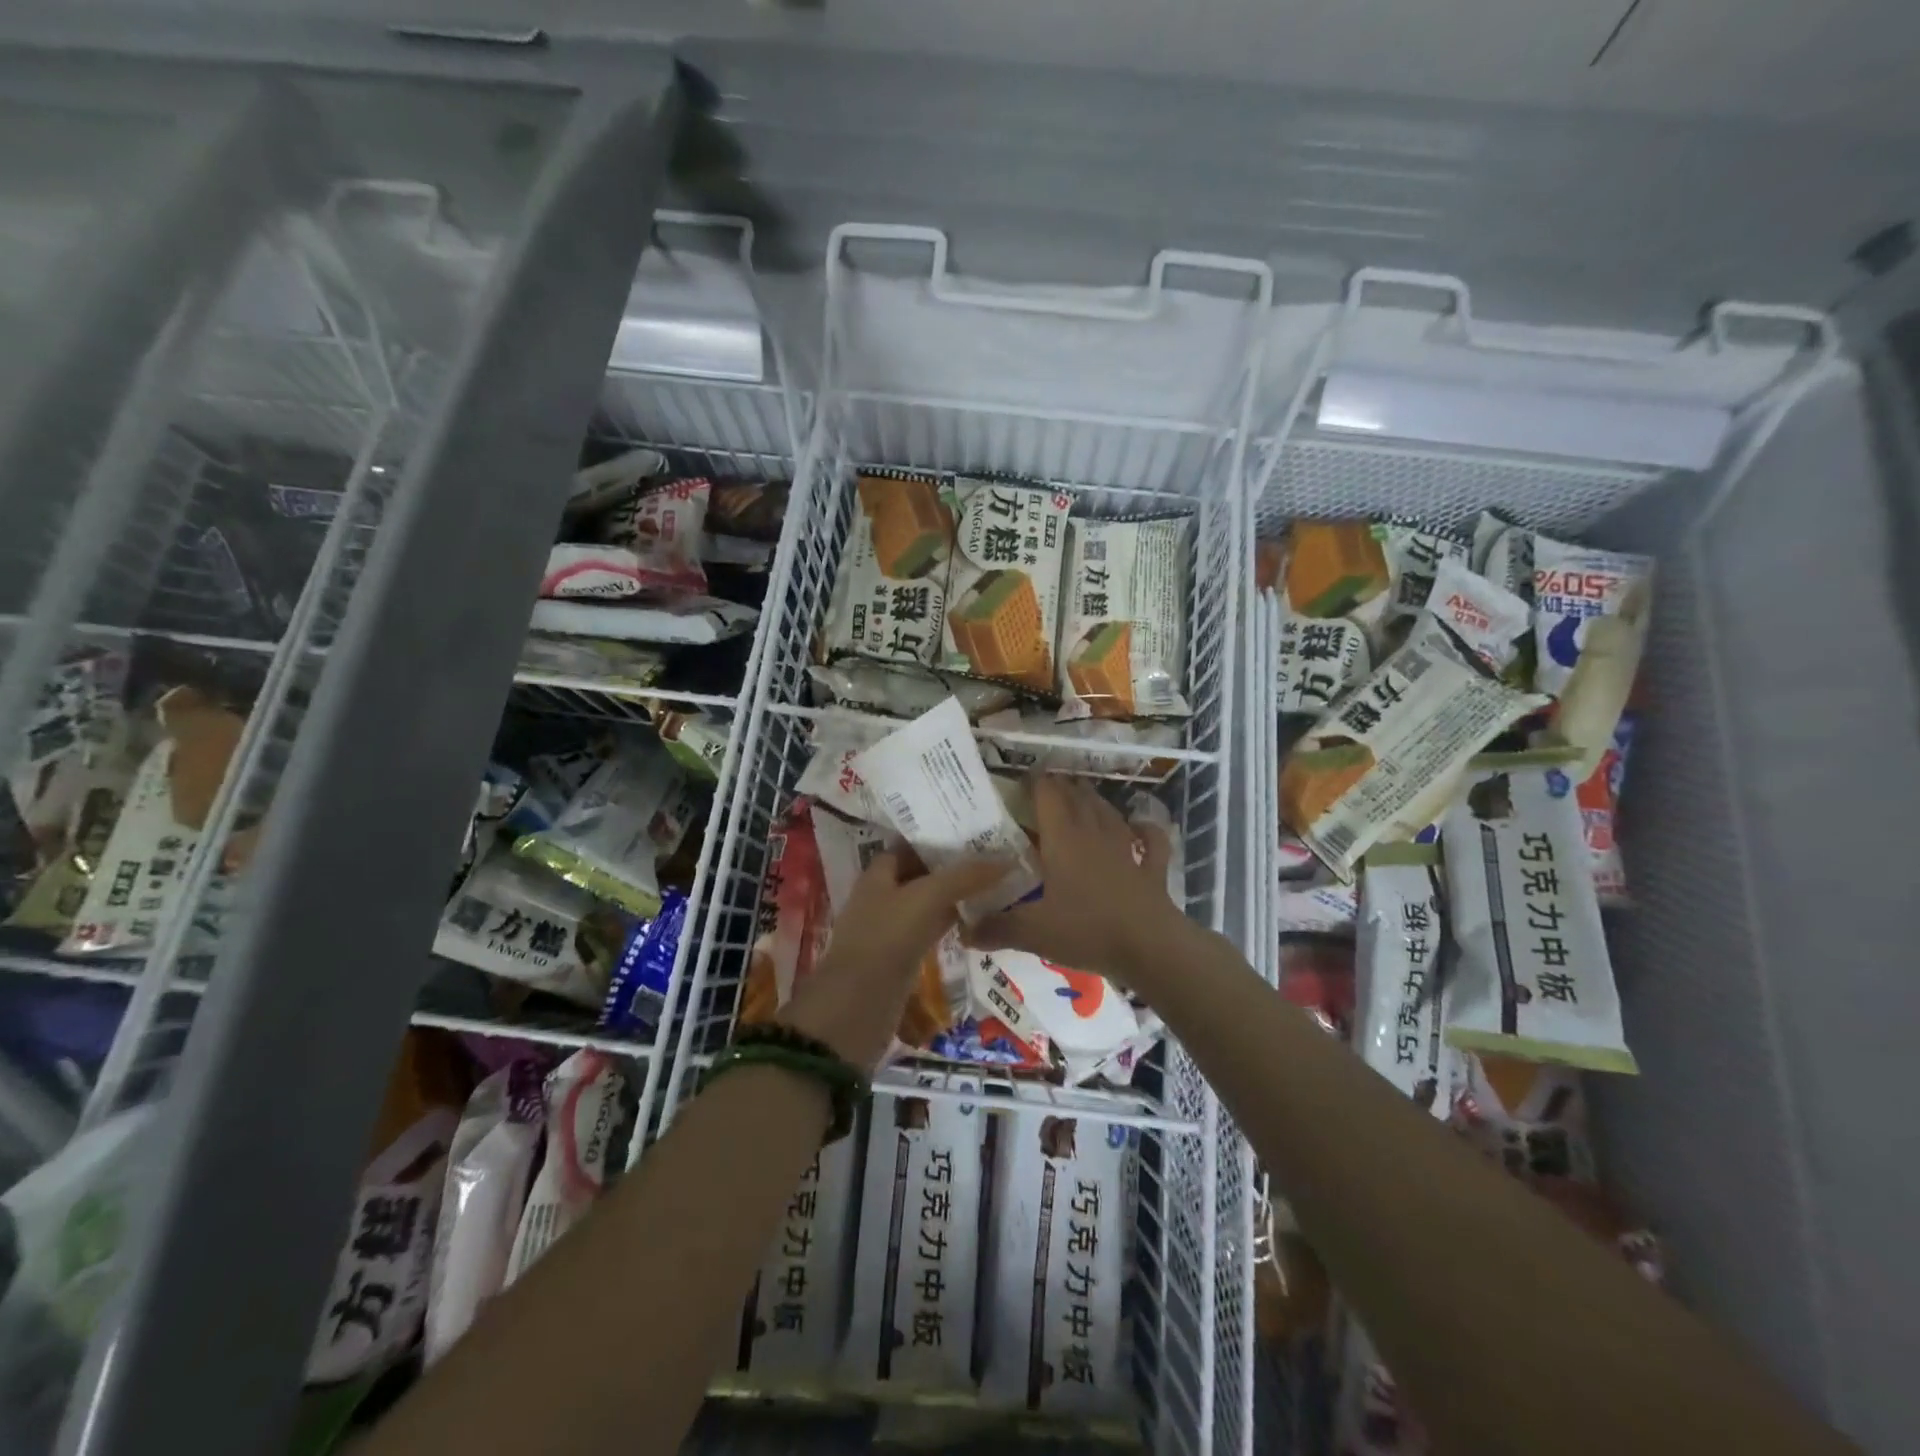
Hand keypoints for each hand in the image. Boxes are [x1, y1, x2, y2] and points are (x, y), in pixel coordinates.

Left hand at [780, 851, 1009, 1071]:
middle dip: (951, 868)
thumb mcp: (928, 898)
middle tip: (993, 861)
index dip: (938, 839)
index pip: (910, 846)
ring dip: (953, 898)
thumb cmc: (887, 939)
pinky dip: (949, 925)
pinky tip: (975, 924)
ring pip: (926, 904)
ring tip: (993, 888)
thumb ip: (966, 876)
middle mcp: (881, 896)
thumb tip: (1007, 859)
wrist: (857, 1007)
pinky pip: (928, 932)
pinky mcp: (899, 958)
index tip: (974, 835)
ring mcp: (889, 929)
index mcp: (878, 874)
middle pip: (919, 875)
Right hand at [969, 777, 1196, 988]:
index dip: (1034, 782)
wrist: (1149, 946)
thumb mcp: (1033, 932)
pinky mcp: (1151, 867)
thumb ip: (996, 928)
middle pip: (1077, 797)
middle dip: (1061, 787)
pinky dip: (1144, 829)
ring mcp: (1126, 848)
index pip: (1047, 795)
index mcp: (1063, 839)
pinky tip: (1139, 826)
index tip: (1020, 780)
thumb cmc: (1087, 930)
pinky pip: (1150, 840)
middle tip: (1045, 789)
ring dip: (1093, 801)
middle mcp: (1094, 833)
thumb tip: (963, 930)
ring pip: (1108, 812)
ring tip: (1080, 796)